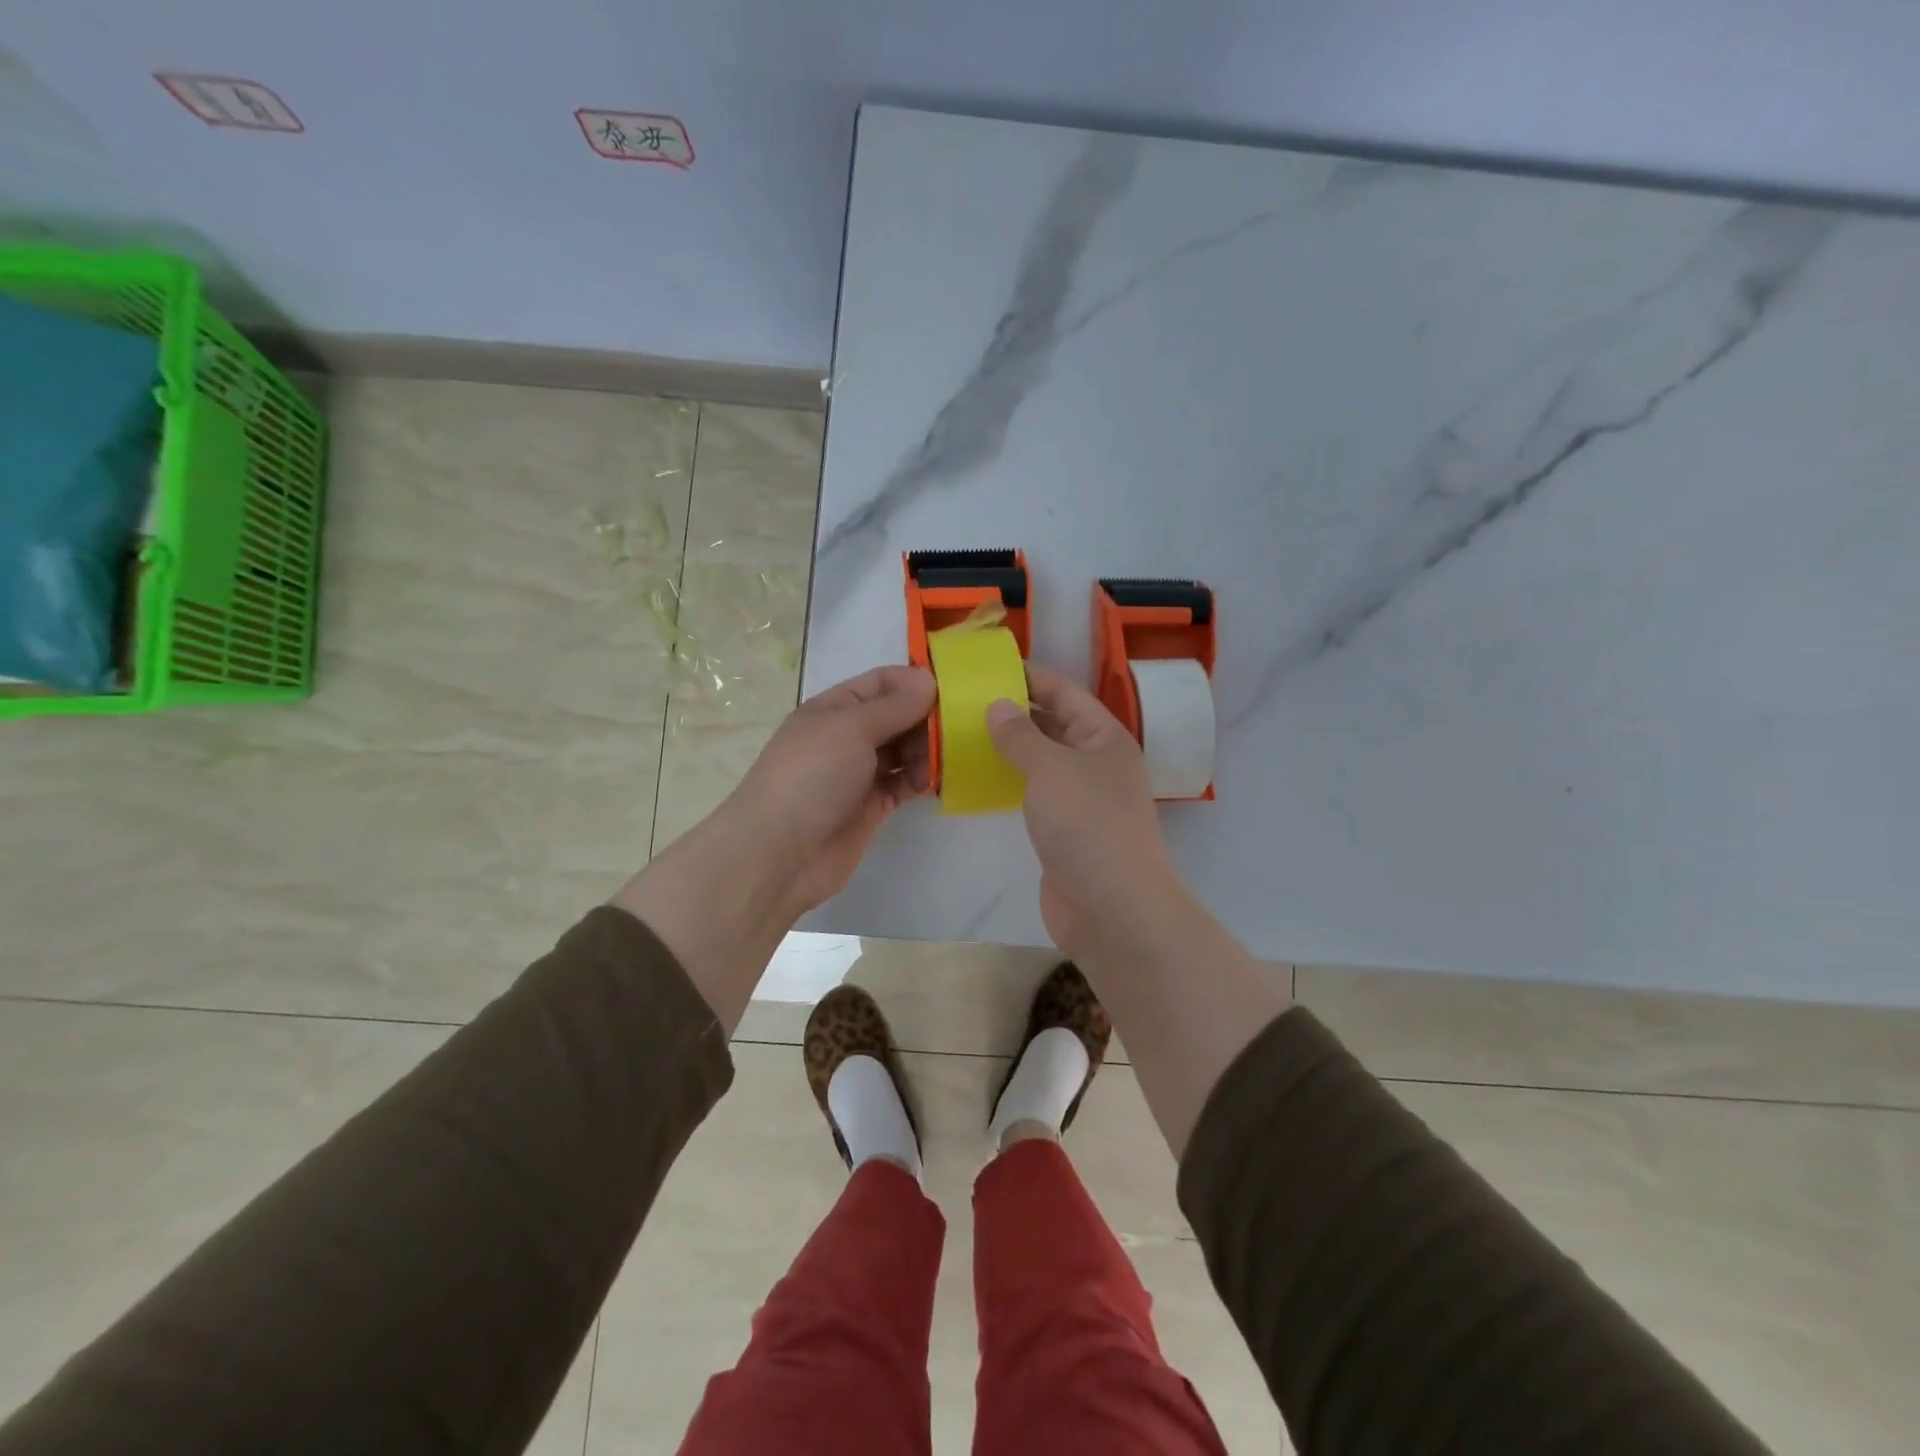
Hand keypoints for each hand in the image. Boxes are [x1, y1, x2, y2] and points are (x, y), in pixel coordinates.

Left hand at [725, 664, 935, 911]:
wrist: (780, 853)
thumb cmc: (811, 777)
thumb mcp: (851, 728)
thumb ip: (893, 707)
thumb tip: (928, 681)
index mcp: (833, 709)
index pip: (880, 683)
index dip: (913, 681)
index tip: (952, 689)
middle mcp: (847, 737)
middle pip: (896, 716)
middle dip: (926, 717)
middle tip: (963, 725)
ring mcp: (859, 773)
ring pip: (904, 751)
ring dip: (928, 748)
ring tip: (954, 753)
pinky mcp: (872, 807)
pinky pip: (905, 784)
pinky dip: (924, 779)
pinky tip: (943, 777)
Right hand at [985, 665, 1179, 956]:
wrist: (1113, 909)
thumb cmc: (1088, 826)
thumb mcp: (1052, 769)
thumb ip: (1022, 736)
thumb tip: (998, 705)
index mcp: (1104, 737)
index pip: (1065, 692)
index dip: (1030, 676)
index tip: (987, 667)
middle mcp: (1096, 762)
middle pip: (1053, 724)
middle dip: (1013, 711)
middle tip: (964, 700)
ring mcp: (1081, 799)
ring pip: (1041, 761)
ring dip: (1008, 748)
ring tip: (962, 733)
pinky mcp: (1065, 830)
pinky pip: (1033, 793)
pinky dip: (1009, 782)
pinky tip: (977, 778)